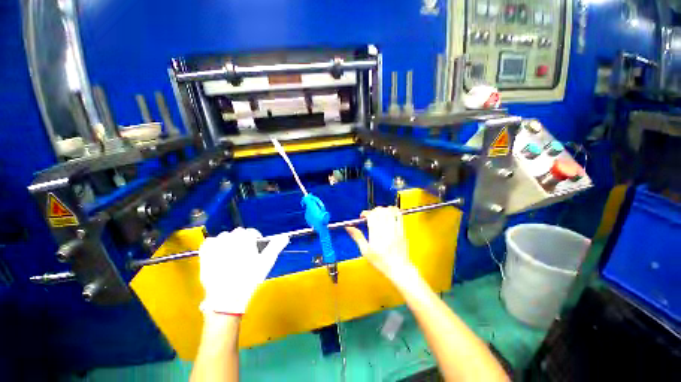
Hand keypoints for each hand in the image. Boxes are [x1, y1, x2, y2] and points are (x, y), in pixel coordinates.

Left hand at [199, 227, 288, 314]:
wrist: (227, 298)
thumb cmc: (250, 279)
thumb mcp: (267, 262)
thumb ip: (276, 246)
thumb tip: (285, 236)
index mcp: (245, 239)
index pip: (251, 232)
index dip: (256, 239)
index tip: (258, 249)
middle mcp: (229, 239)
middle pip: (238, 233)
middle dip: (243, 240)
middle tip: (246, 254)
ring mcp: (215, 247)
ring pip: (224, 236)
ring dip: (229, 241)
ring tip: (233, 254)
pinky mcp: (204, 256)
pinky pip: (209, 242)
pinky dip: (214, 244)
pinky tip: (218, 253)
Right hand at [345, 207, 415, 283]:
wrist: (398, 268)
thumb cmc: (381, 262)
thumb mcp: (365, 251)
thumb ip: (357, 237)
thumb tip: (349, 228)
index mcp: (375, 233)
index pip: (371, 215)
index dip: (366, 213)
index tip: (363, 216)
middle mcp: (385, 229)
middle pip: (379, 211)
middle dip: (373, 211)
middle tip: (371, 216)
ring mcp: (395, 229)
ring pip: (389, 211)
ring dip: (383, 210)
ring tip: (380, 215)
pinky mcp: (402, 230)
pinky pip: (399, 216)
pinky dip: (394, 211)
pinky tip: (390, 214)